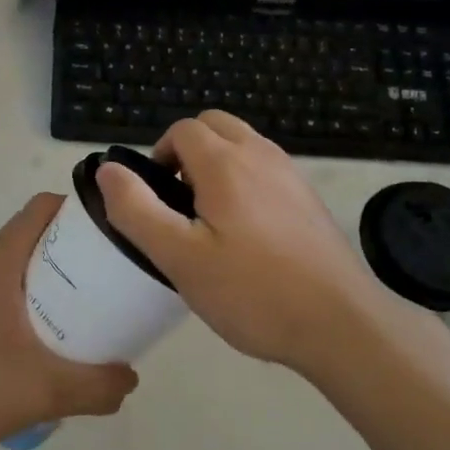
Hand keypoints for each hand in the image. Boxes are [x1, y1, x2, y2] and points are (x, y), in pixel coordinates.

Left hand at [0, 194, 138, 449]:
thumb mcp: (44, 390)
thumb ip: (96, 386)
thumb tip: (130, 380)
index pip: (44, 207)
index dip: (81, 211)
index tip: (114, 235)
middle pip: (34, 235)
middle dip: (75, 252)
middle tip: (110, 280)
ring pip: (16, 265)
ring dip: (51, 280)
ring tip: (84, 312)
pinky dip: (27, 300)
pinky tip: (42, 342)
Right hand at [95, 112, 385, 372]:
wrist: (341, 324)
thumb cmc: (252, 292)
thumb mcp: (179, 258)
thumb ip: (137, 209)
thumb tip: (108, 169)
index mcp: (226, 163)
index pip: (183, 130)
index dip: (160, 156)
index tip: (157, 201)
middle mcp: (261, 156)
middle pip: (215, 125)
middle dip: (188, 151)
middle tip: (180, 204)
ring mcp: (291, 175)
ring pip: (243, 144)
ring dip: (217, 164)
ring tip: (211, 221)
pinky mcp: (308, 198)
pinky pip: (266, 169)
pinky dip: (245, 180)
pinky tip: (248, 234)